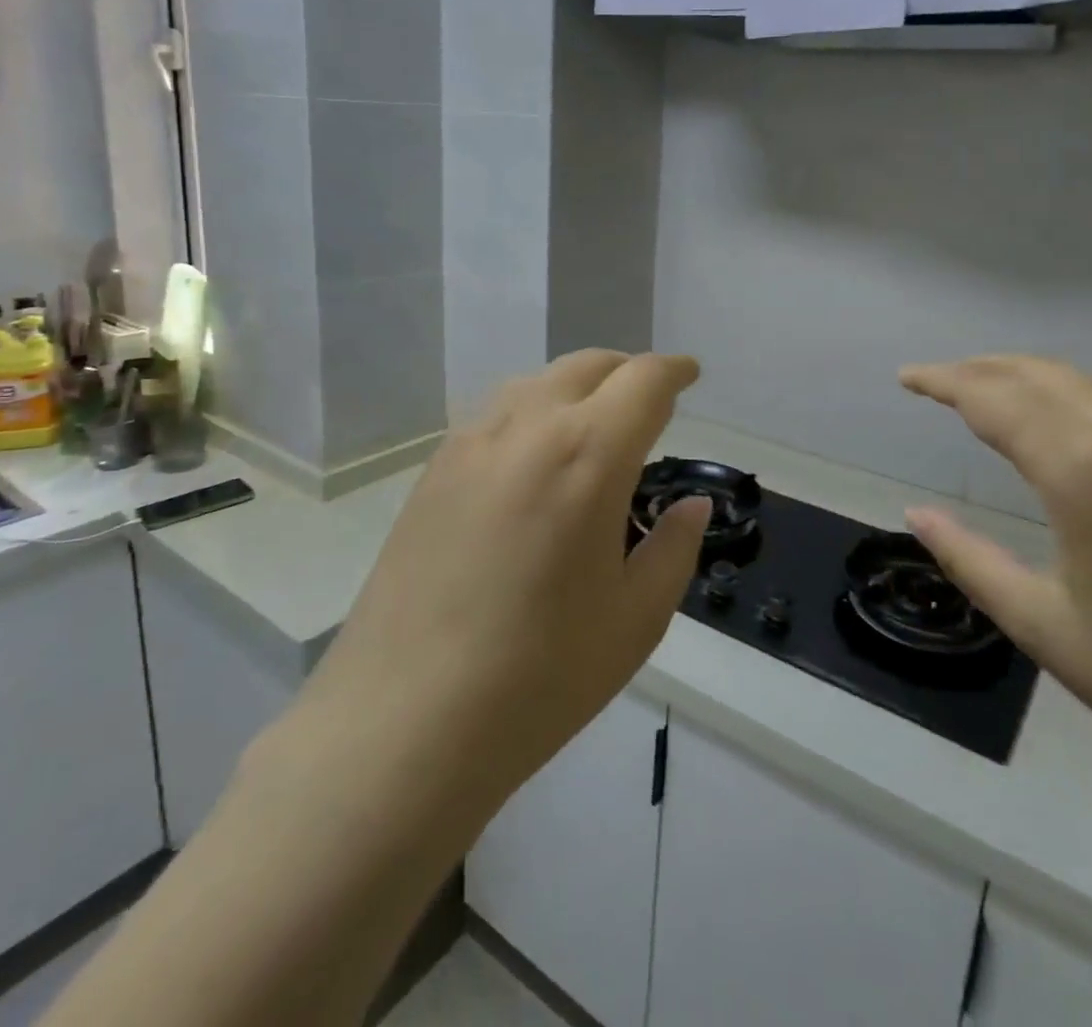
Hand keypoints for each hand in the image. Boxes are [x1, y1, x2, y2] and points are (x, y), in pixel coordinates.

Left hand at [306, 350, 709, 804]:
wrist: (402, 723)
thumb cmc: (539, 676)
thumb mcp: (635, 619)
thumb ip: (673, 548)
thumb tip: (690, 505)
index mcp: (587, 455)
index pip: (642, 381)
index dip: (673, 371)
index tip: (689, 376)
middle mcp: (527, 428)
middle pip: (587, 366)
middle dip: (627, 373)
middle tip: (649, 404)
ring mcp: (469, 444)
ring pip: (536, 382)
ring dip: (577, 388)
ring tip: (594, 428)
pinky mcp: (432, 471)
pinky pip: (495, 415)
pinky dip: (532, 413)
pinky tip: (534, 460)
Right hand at [899, 356, 1091, 829]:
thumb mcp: (1045, 628)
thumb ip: (970, 560)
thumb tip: (917, 515)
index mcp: (1087, 471)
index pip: (994, 399)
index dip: (943, 381)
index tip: (907, 376)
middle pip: (1041, 374)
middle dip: (982, 369)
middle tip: (940, 380)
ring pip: (1090, 385)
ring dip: (1031, 380)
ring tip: (992, 396)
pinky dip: (1080, 402)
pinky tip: (1072, 431)